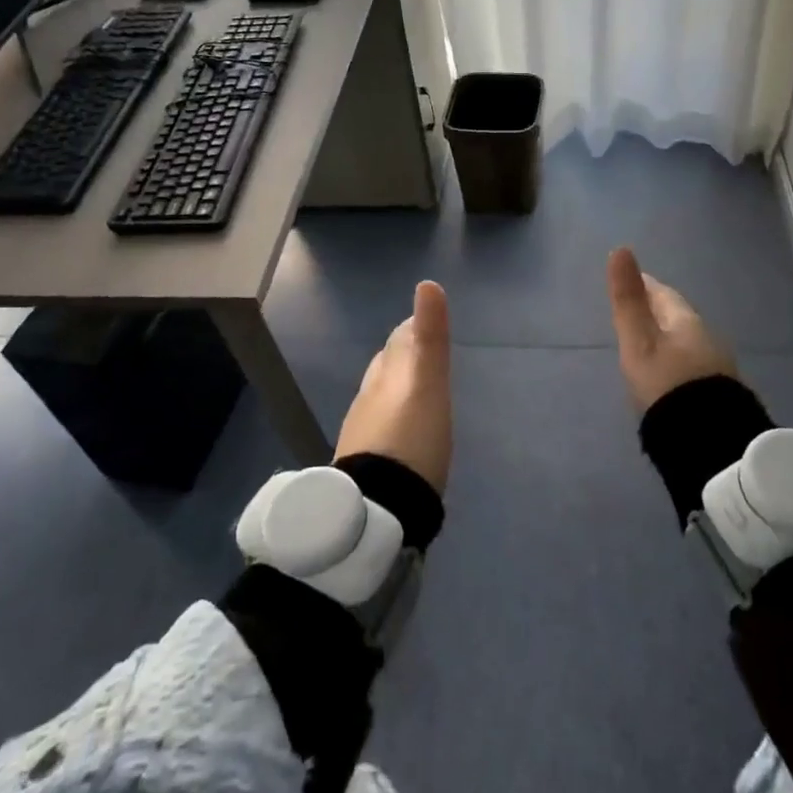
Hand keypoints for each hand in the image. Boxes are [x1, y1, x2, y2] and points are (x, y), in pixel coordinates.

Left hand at [335, 281, 452, 492]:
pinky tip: (403, 433)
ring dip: (396, 388)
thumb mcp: (429, 384)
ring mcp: (363, 431)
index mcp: (386, 375)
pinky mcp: (365, 463)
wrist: (379, 509)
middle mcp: (369, 397)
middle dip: (402, 356)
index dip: (412, 329)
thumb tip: (427, 283)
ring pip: (380, 396)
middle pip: (386, 366)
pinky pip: (379, 427)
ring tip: (416, 391)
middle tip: (423, 354)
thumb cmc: (411, 438)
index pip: (398, 341)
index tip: (423, 323)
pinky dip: (392, 418)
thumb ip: (429, 337)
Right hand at [606, 247, 737, 412]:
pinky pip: (692, 365)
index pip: (663, 293)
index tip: (630, 279)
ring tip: (647, 343)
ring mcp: (716, 367)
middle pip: (676, 316)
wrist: (709, 442)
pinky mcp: (718, 394)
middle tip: (635, 310)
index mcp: (686, 321)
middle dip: (656, 310)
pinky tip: (668, 374)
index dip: (644, 284)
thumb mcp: (639, 342)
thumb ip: (628, 300)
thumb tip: (620, 249)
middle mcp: (706, 338)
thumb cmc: (667, 385)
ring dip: (667, 337)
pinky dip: (677, 361)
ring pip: (686, 341)